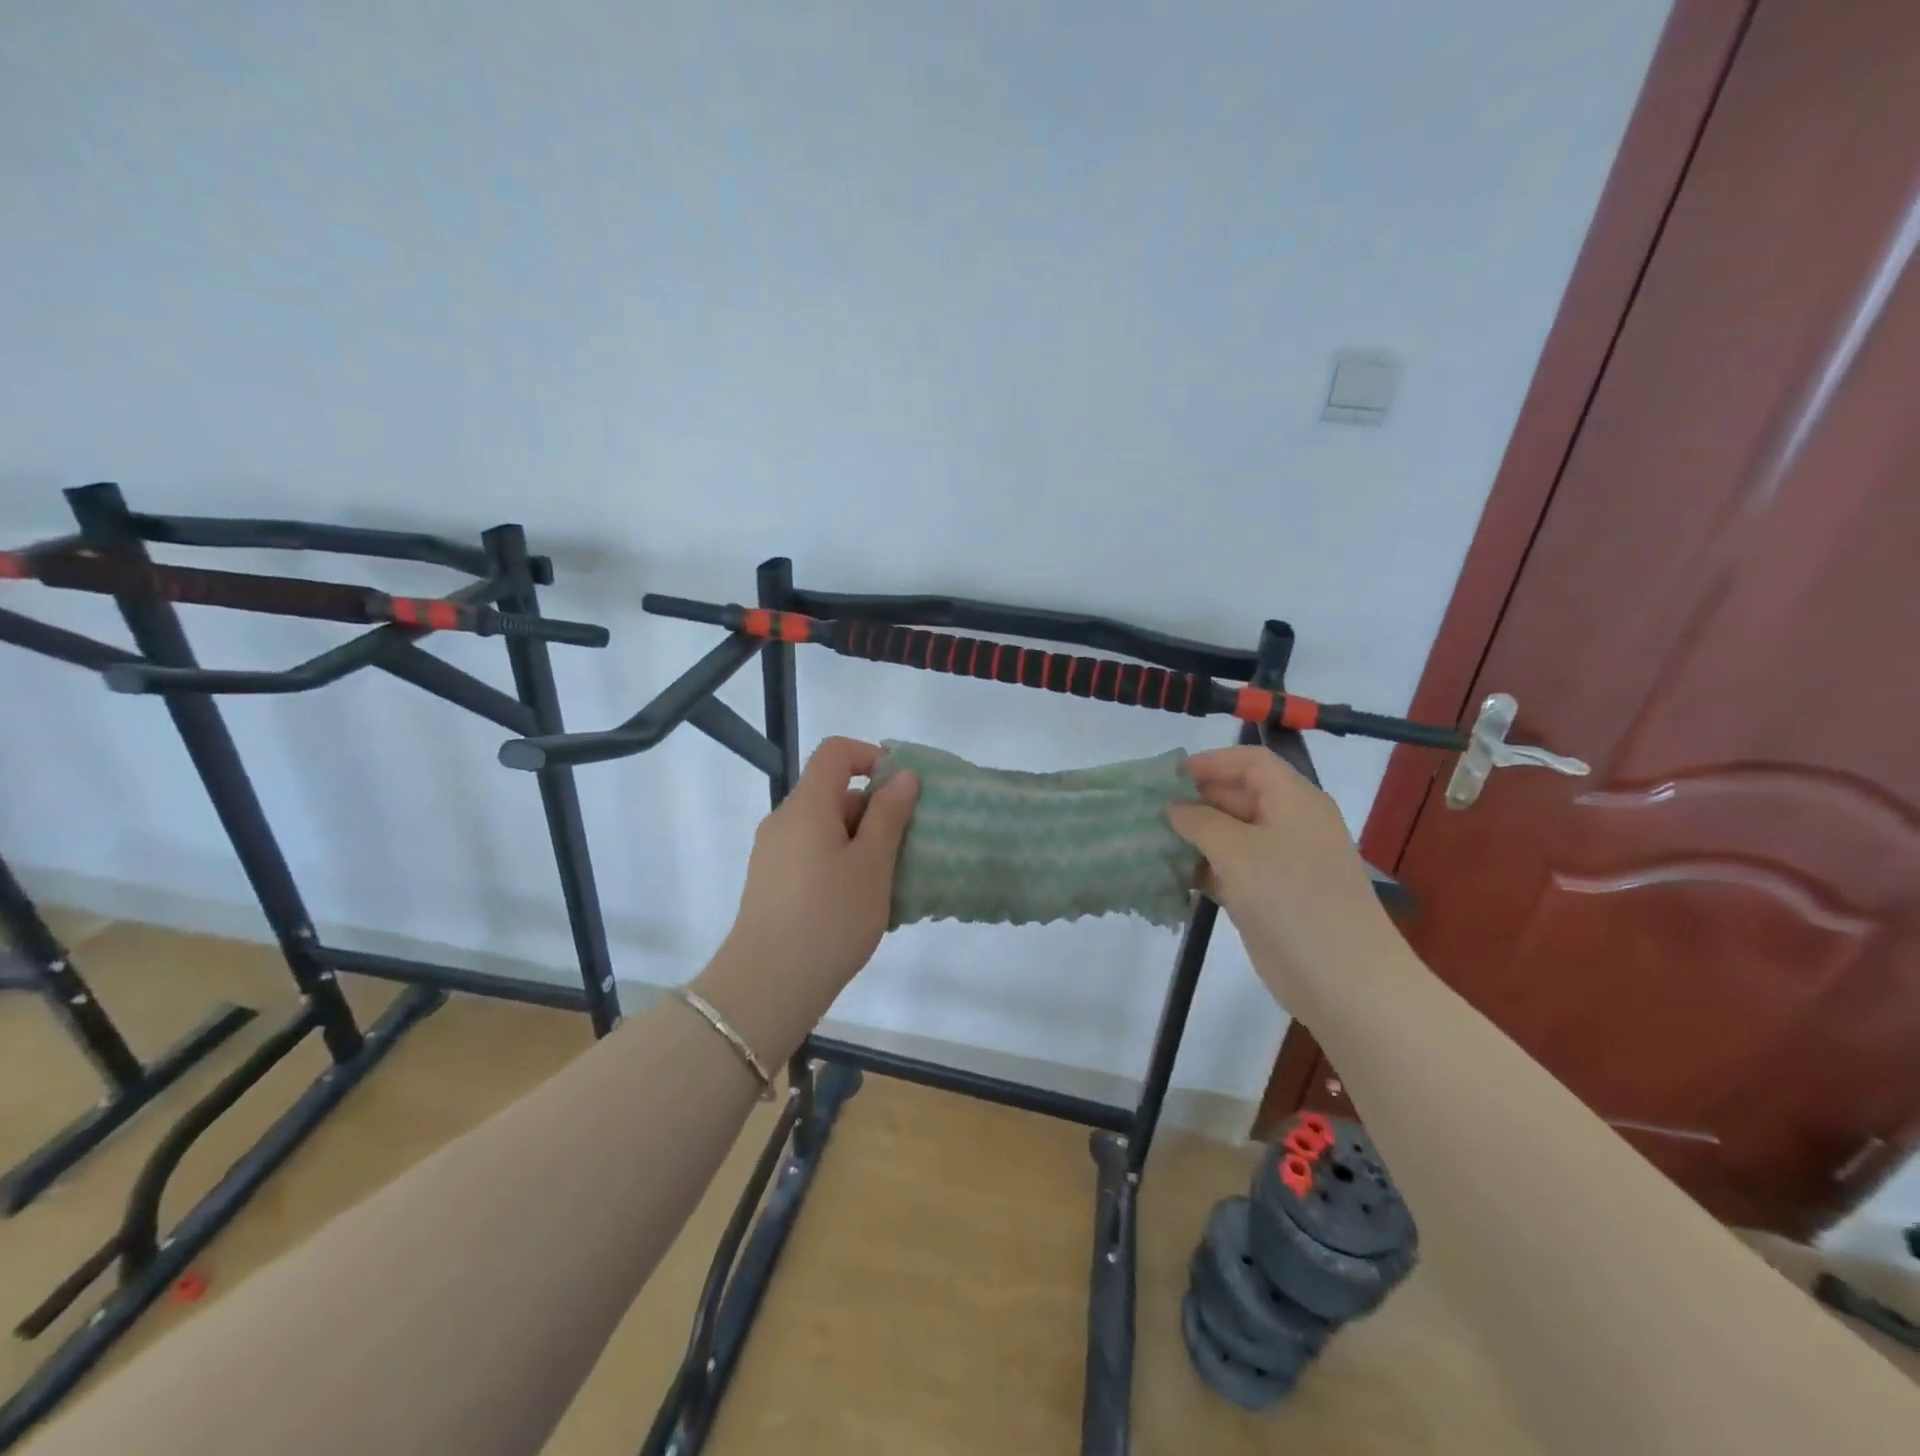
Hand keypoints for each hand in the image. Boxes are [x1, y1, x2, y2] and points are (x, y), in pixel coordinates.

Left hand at [716, 737, 918, 1017]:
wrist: (767, 987)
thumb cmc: (830, 918)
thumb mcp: (872, 864)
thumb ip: (889, 814)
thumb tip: (902, 775)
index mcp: (806, 806)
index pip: (836, 752)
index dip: (872, 757)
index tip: (902, 790)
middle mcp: (783, 821)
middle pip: (832, 792)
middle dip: (873, 810)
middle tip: (905, 846)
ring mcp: (773, 854)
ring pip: (824, 828)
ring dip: (860, 842)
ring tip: (888, 881)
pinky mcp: (770, 883)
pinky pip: (812, 855)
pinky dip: (840, 863)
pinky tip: (859, 902)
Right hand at [1167, 745, 1404, 1016]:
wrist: (1340, 977)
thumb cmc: (1290, 897)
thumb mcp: (1237, 850)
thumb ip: (1199, 821)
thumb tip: (1174, 807)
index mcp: (1293, 800)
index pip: (1250, 762)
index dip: (1210, 762)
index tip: (1168, 778)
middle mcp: (1289, 824)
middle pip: (1238, 796)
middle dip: (1195, 801)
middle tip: (1149, 812)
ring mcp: (1281, 862)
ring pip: (1230, 836)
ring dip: (1194, 838)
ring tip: (1151, 842)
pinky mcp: (1270, 895)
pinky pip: (1231, 870)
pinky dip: (1203, 869)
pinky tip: (1172, 875)